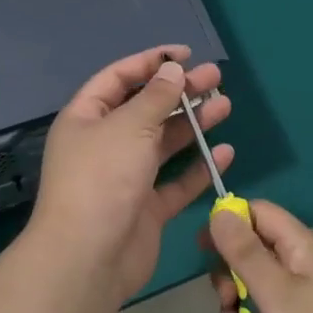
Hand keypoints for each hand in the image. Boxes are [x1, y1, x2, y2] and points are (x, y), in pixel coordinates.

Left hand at [27, 45, 232, 303]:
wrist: (88, 258)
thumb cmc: (102, 178)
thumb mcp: (129, 126)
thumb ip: (155, 97)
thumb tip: (172, 69)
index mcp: (87, 118)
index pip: (119, 78)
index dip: (150, 62)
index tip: (185, 54)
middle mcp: (104, 144)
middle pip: (145, 109)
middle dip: (179, 91)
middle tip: (216, 77)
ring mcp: (125, 177)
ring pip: (163, 143)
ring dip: (193, 124)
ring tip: (225, 105)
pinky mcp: (145, 209)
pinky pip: (175, 182)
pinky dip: (197, 167)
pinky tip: (223, 152)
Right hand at [204, 200, 312, 312]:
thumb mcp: (275, 292)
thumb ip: (245, 252)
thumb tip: (220, 211)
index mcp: (300, 244)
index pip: (258, 212)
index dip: (229, 222)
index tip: (204, 251)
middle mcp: (305, 260)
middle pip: (255, 246)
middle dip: (231, 270)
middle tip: (225, 299)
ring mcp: (309, 290)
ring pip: (260, 280)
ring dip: (240, 298)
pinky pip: (273, 306)